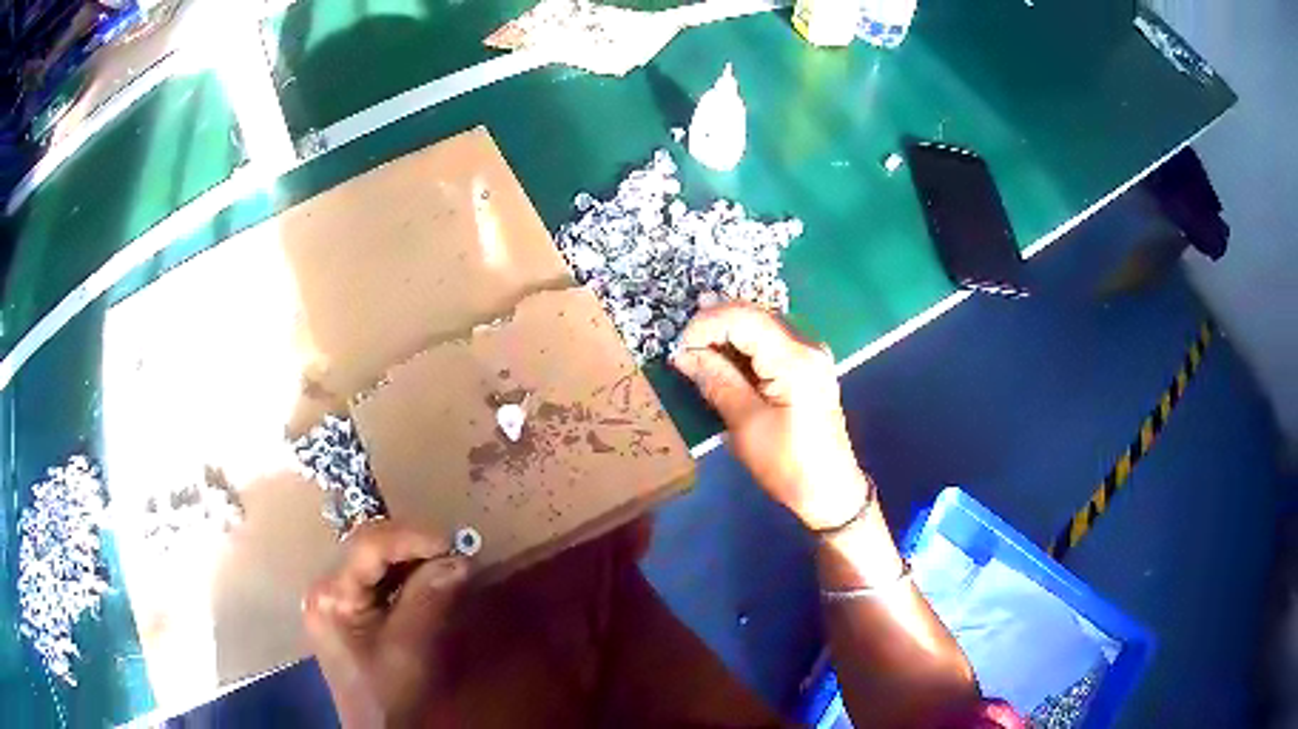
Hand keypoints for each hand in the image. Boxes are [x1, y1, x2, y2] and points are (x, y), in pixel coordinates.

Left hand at [303, 520, 468, 726]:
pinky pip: (374, 577)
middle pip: (366, 546)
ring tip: (445, 562)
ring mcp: (333, 596)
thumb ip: (429, 599)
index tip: (450, 543)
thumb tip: (460, 559)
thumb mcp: (409, 648)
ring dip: (410, 557)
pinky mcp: (345, 607)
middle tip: (453, 552)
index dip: (409, 538)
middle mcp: (325, 587)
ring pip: (371, 558)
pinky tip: (427, 579)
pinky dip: (403, 574)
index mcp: (331, 596)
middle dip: (411, 545)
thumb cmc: (389, 694)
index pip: (367, 546)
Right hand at [672, 303, 869, 530]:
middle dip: (714, 326)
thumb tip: (683, 354)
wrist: (830, 490)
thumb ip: (716, 381)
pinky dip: (742, 347)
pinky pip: (769, 342)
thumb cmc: (787, 463)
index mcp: (795, 359)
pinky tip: (723, 361)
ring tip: (696, 354)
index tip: (679, 349)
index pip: (743, 318)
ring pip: (760, 325)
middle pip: (753, 315)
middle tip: (683, 350)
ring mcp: (810, 354)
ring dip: (726, 335)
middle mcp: (807, 345)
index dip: (705, 324)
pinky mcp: (807, 366)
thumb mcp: (746, 424)